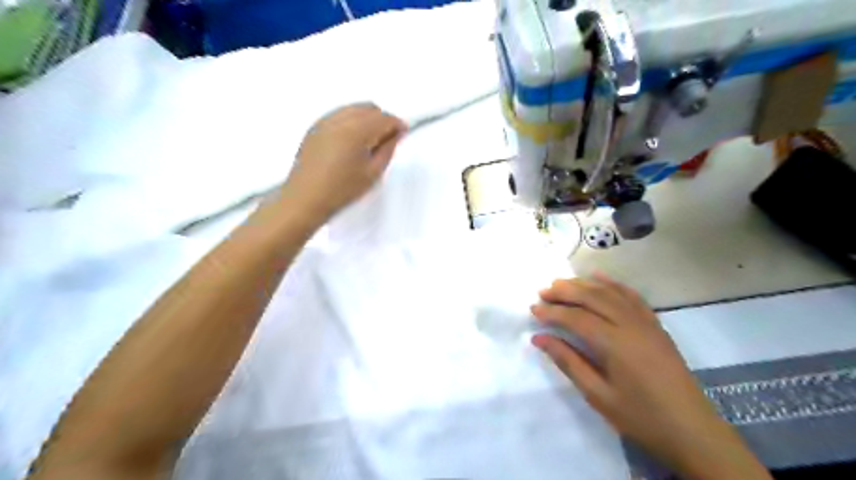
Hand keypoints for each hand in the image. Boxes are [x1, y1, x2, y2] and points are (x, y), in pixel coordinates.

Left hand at [278, 103, 405, 221]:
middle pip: (369, 108)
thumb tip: (396, 134)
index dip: (397, 124)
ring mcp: (325, 122)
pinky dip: (351, 121)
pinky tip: (351, 142)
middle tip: (387, 140)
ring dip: (366, 119)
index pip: (384, 118)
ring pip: (353, 109)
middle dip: (382, 119)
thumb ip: (388, 149)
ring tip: (369, 143)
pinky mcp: (315, 128)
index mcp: (357, 131)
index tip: (403, 133)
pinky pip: (339, 115)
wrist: (305, 199)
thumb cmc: (341, 190)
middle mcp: (340, 119)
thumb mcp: (373, 173)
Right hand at [529, 276, 769, 477]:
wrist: (692, 430)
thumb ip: (568, 362)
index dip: (553, 312)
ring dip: (584, 285)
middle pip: (592, 298)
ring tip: (562, 283)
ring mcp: (646, 322)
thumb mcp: (598, 395)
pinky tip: (599, 277)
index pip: (577, 318)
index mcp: (615, 344)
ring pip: (610, 293)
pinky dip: (613, 284)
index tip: (533, 309)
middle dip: (565, 292)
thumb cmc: (641, 416)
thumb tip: (539, 339)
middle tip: (543, 291)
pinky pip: (632, 296)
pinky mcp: (655, 325)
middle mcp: (630, 325)